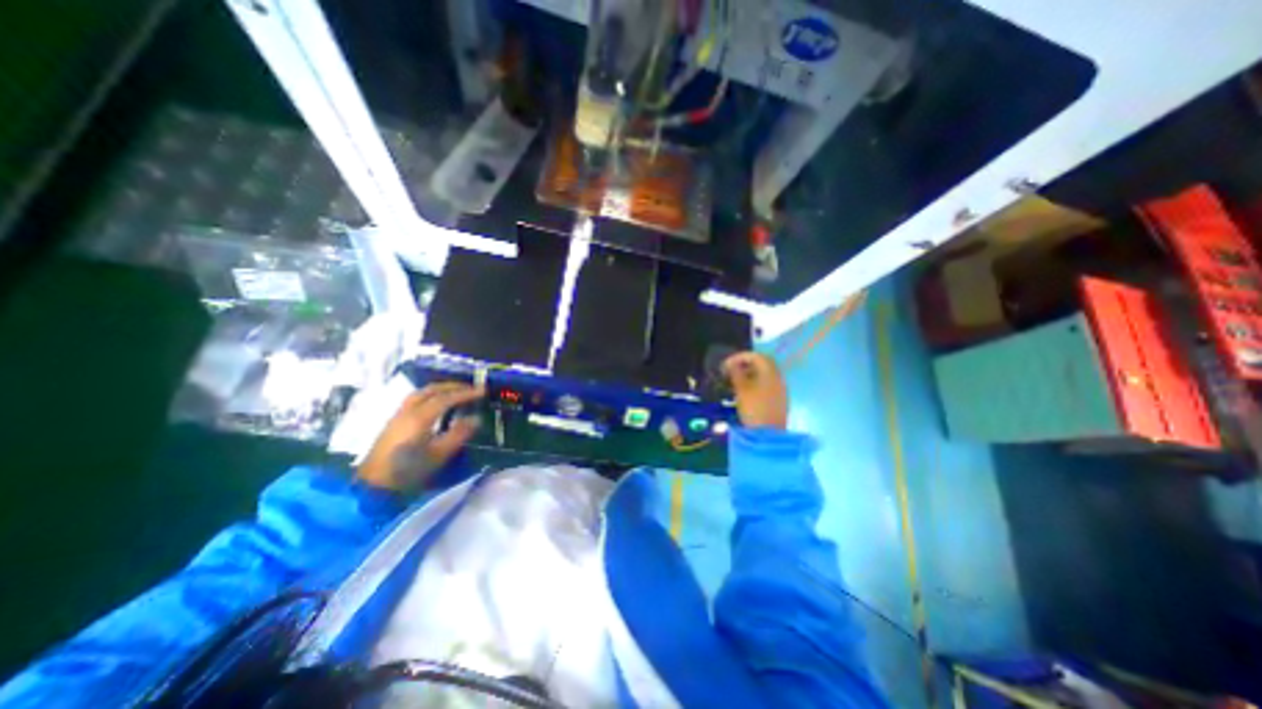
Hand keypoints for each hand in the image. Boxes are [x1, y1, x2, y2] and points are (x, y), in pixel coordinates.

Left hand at [360, 382, 485, 491]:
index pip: (447, 398)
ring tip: (456, 392)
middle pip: (432, 390)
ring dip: (441, 389)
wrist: (373, 486)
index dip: (466, 393)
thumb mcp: (440, 454)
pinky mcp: (394, 422)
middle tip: (471, 388)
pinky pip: (415, 399)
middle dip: (453, 386)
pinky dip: (431, 395)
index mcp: (420, 417)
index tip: (483, 390)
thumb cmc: (410, 471)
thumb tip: (476, 418)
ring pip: (421, 392)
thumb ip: (459, 434)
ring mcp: (399, 415)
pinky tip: (438, 403)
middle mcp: (408, 411)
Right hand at [719, 351, 785, 430]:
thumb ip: (736, 373)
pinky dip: (755, 382)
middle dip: (745, 363)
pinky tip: (746, 390)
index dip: (739, 357)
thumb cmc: (753, 408)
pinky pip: (767, 383)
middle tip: (731, 370)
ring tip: (735, 380)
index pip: (755, 356)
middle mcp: (778, 377)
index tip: (726, 364)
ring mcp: (780, 388)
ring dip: (750, 373)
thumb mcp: (741, 389)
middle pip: (762, 363)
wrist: (768, 434)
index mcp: (770, 372)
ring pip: (765, 374)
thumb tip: (731, 364)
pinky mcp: (779, 399)